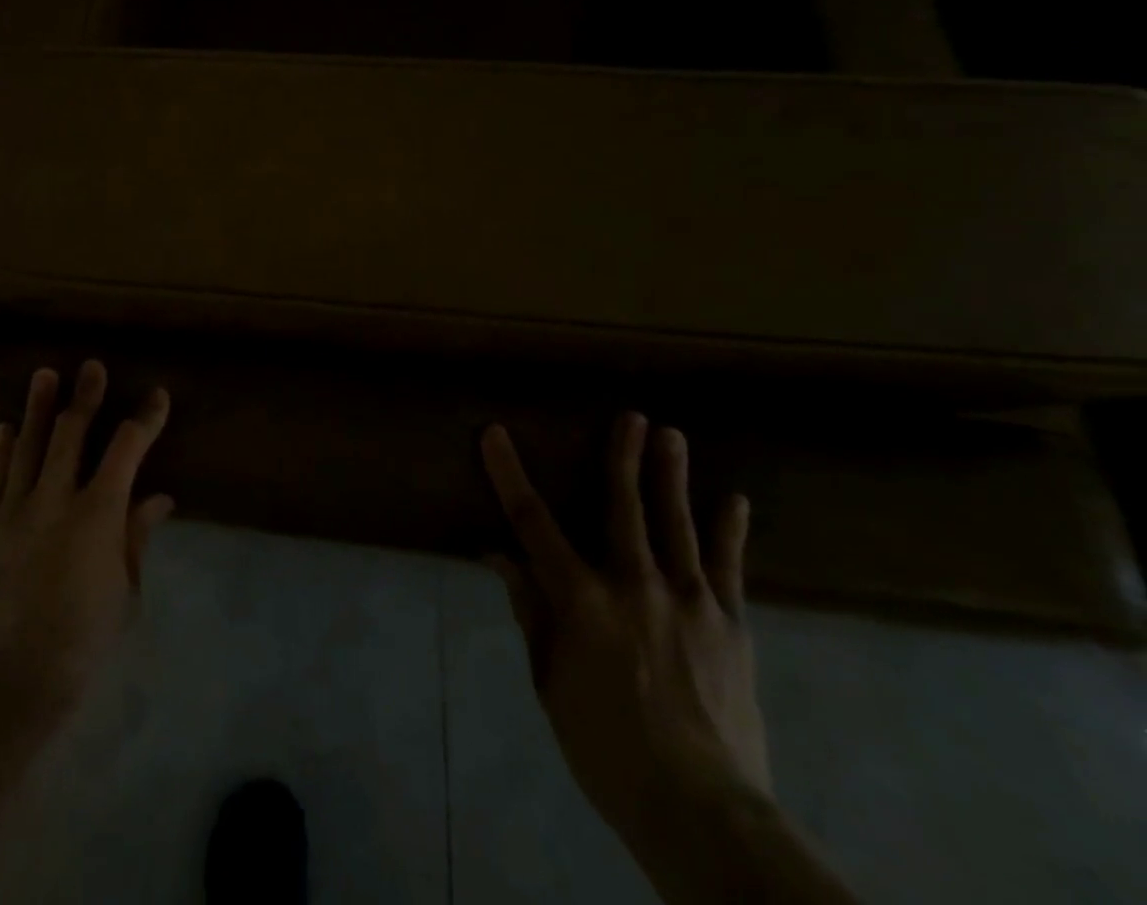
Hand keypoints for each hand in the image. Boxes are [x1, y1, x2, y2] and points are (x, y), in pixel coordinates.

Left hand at [0, 360, 173, 716]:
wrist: (21, 678)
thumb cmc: (87, 636)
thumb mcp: (126, 587)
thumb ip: (137, 534)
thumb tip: (159, 497)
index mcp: (97, 514)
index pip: (127, 450)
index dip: (145, 420)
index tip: (157, 396)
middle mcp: (55, 500)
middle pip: (71, 434)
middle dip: (86, 397)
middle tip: (91, 367)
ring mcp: (15, 512)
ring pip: (29, 447)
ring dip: (38, 409)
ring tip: (44, 374)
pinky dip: (3, 452)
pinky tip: (6, 428)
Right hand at [480, 413, 768, 843]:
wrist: (702, 812)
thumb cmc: (606, 748)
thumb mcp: (550, 683)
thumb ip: (531, 613)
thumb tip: (501, 557)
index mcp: (580, 600)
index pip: (532, 522)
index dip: (509, 473)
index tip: (494, 433)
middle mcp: (633, 586)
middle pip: (623, 507)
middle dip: (622, 457)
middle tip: (630, 415)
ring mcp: (688, 603)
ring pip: (676, 525)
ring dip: (672, 477)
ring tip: (672, 434)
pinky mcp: (730, 627)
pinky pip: (729, 569)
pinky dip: (729, 533)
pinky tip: (735, 501)